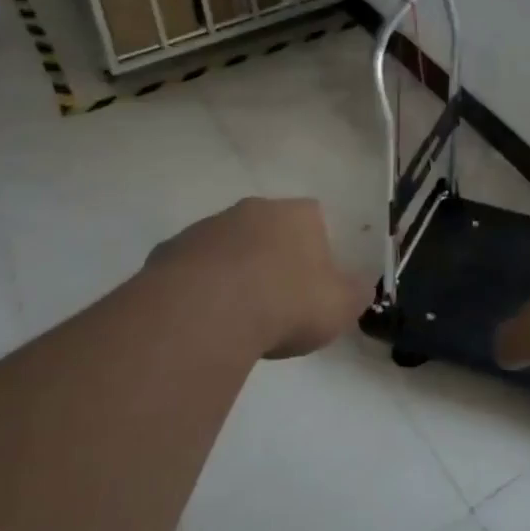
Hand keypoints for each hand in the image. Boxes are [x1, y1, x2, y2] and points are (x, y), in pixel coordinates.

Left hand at [145, 198, 366, 358]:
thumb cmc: (286, 303)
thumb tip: (361, 287)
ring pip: (226, 246)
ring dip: (231, 271)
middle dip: (271, 257)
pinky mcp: (168, 252)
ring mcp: (207, 227)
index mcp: (298, 214)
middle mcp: (253, 210)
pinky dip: (197, 288)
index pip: (314, 219)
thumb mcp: (340, 306)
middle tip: (274, 301)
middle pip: (267, 228)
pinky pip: (190, 269)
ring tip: (235, 318)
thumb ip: (354, 294)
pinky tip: (201, 320)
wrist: (207, 312)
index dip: (315, 251)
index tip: (312, 285)